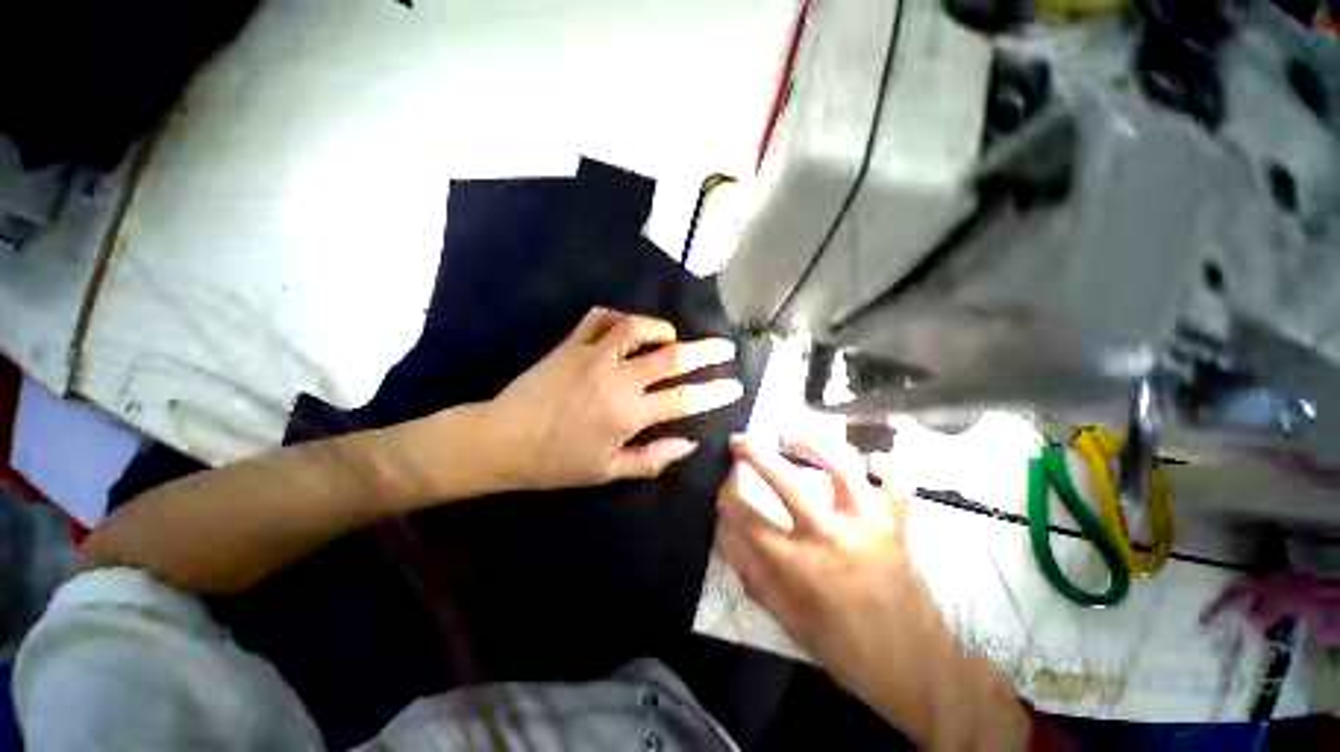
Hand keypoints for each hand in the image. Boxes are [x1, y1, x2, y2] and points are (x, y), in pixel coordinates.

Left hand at [484, 307, 743, 489]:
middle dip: (707, 350)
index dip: (716, 392)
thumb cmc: (557, 462)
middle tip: (725, 346)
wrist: (502, 441)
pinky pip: (600, 317)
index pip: (686, 399)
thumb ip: (653, 457)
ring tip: (672, 336)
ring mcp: (594, 355)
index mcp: (630, 413)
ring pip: (639, 327)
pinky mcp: (572, 343)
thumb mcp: (608, 471)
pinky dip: (619, 317)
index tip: (736, 385)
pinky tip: (627, 327)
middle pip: (673, 356)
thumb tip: (689, 442)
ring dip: (662, 328)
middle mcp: (619, 378)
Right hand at [715, 436, 1029, 749]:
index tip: (718, 488)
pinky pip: (896, 481)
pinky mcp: (897, 523)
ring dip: (813, 445)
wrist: (917, 669)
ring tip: (794, 439)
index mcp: (801, 565)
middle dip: (755, 455)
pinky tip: (870, 460)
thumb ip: (755, 576)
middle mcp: (832, 534)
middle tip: (738, 440)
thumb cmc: (846, 649)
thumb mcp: (790, 622)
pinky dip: (884, 465)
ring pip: (841, 465)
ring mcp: (869, 523)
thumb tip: (726, 539)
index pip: (749, 521)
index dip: (727, 500)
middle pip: (786, 481)